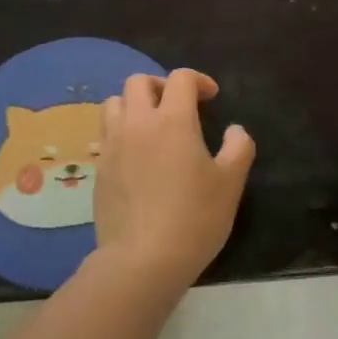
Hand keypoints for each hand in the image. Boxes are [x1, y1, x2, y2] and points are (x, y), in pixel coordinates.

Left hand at [94, 69, 254, 288]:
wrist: (142, 260)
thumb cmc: (194, 217)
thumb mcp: (231, 183)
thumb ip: (238, 147)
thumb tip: (235, 130)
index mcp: (172, 120)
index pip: (180, 78)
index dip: (198, 80)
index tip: (211, 98)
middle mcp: (137, 124)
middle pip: (139, 82)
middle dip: (160, 85)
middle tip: (178, 106)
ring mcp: (113, 146)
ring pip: (114, 103)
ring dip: (134, 105)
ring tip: (152, 126)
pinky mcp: (99, 170)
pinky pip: (106, 134)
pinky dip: (121, 132)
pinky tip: (137, 156)